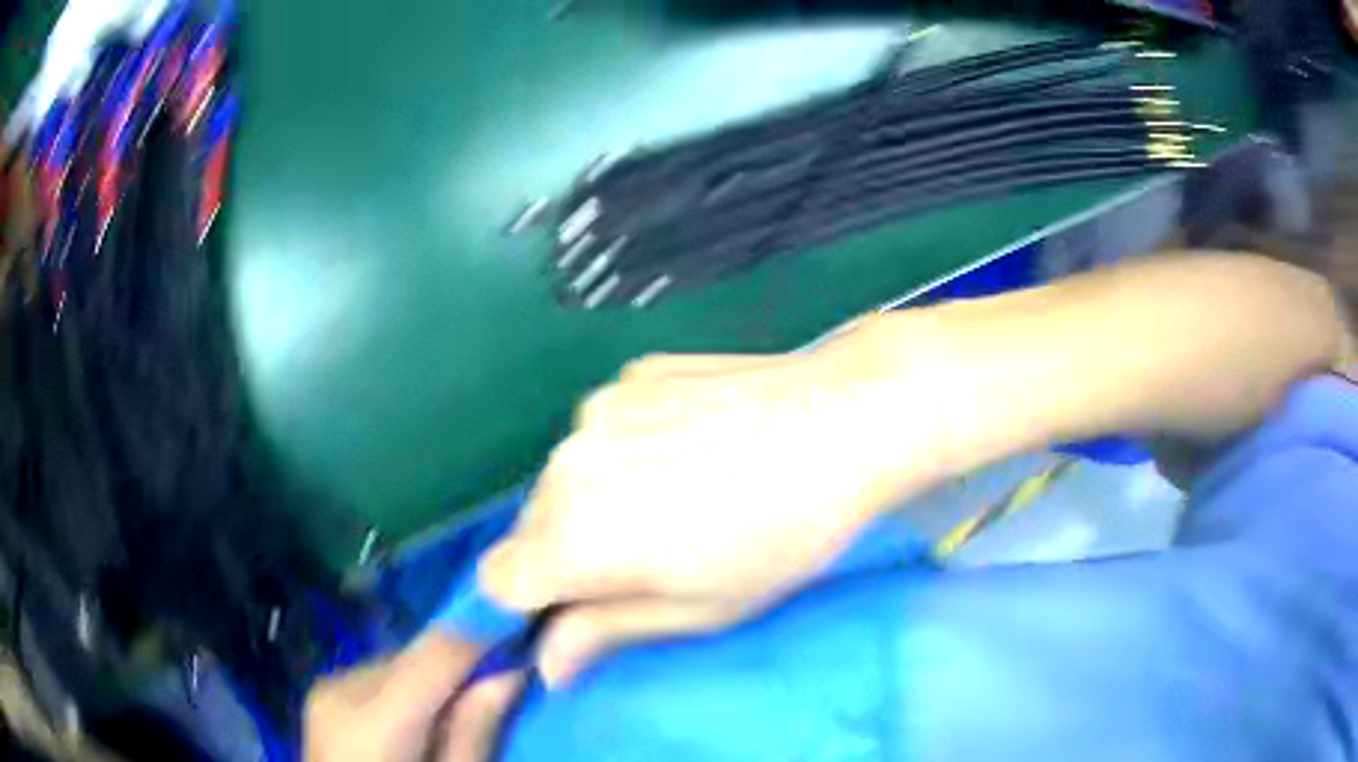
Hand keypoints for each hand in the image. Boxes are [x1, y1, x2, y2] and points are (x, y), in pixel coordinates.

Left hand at [304, 634, 523, 761]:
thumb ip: (473, 733)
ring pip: (398, 661)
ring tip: (461, 707)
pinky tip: (421, 716)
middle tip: (504, 682)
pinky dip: (408, 688)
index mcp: (372, 723)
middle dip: (461, 663)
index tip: (527, 633)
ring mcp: (325, 688)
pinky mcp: (323, 693)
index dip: (484, 635)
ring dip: (434, 676)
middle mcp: (340, 688)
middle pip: (416, 654)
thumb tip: (511, 671)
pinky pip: (378, 676)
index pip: (436, 653)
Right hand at [480, 324, 953, 686]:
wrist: (845, 420)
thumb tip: (549, 663)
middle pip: (531, 528)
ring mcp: (596, 409)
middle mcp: (564, 465)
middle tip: (651, 555)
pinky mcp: (630, 375)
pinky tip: (693, 445)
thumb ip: (606, 633)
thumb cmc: (783, 537)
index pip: (497, 580)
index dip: (532, 602)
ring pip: (565, 477)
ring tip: (679, 494)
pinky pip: (602, 429)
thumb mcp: (699, 608)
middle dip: (568, 553)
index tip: (581, 606)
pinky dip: (626, 448)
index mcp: (573, 536)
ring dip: (596, 498)